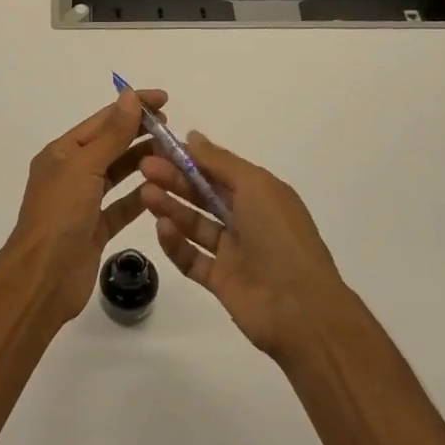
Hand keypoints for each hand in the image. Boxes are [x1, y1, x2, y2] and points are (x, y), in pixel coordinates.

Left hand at [5, 88, 167, 325]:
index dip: (132, 107)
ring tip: (174, 155)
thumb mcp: (85, 167)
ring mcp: (83, 203)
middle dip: (139, 134)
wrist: (43, 278)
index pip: (102, 121)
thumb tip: (128, 95)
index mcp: (62, 153)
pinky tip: (163, 190)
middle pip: (110, 146)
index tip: (163, 99)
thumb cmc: (60, 215)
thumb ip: (112, 134)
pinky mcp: (95, 229)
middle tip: (173, 129)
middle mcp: (71, 173)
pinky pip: (121, 207)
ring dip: (142, 163)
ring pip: (117, 175)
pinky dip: (140, 198)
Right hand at [138, 133, 347, 359]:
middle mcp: (246, 219)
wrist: (301, 308)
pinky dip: (176, 244)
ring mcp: (233, 252)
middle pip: (203, 195)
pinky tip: (162, 228)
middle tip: (144, 168)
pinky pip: (192, 258)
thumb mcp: (254, 186)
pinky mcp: (220, 280)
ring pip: (195, 224)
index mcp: (259, 194)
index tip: (158, 147)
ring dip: (171, 208)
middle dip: (174, 180)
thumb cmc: (280, 235)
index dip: (189, 158)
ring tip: (145, 195)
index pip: (217, 170)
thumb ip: (220, 161)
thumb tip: (192, 136)